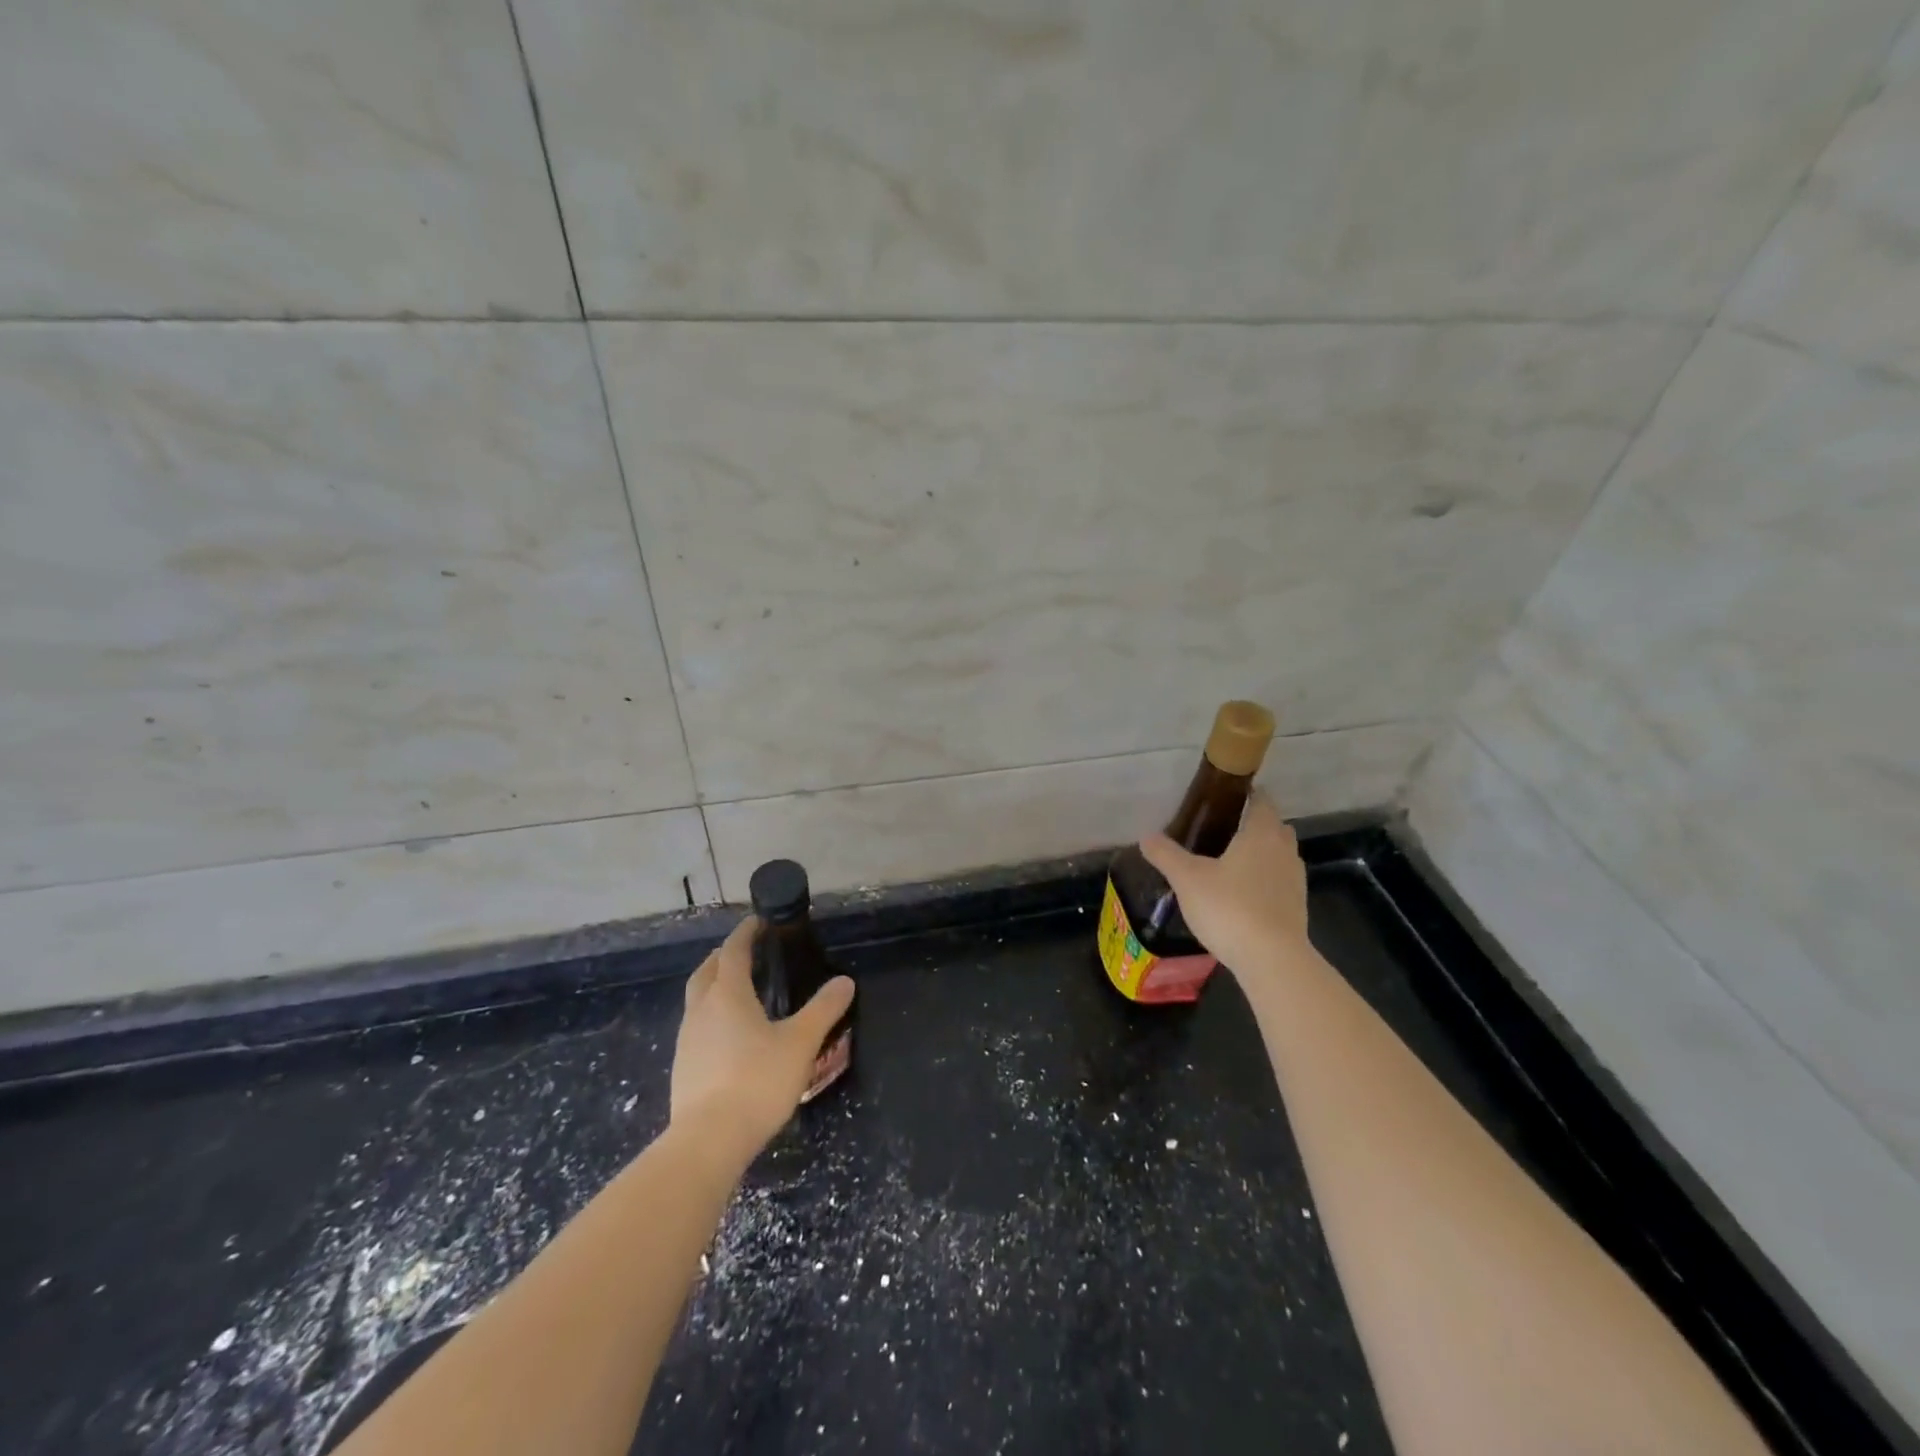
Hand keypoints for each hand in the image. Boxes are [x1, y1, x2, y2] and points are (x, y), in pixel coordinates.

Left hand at [670, 916, 855, 1152]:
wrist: (708, 1142)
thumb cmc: (757, 1081)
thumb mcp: (800, 1043)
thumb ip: (823, 1010)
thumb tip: (844, 981)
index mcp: (727, 994)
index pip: (734, 951)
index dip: (746, 933)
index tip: (758, 921)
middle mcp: (701, 1010)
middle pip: (707, 971)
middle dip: (724, 956)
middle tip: (746, 952)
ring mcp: (687, 1040)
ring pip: (697, 1000)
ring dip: (714, 987)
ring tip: (739, 993)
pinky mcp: (683, 1068)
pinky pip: (696, 1028)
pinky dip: (711, 1017)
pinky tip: (729, 1037)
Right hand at [1140, 792, 1310, 981]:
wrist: (1272, 959)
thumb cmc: (1229, 907)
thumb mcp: (1187, 878)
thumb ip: (1166, 855)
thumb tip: (1146, 836)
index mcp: (1261, 833)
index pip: (1262, 801)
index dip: (1246, 796)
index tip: (1224, 799)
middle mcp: (1284, 850)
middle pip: (1274, 827)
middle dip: (1253, 826)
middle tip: (1222, 832)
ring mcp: (1295, 880)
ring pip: (1279, 856)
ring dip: (1261, 855)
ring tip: (1229, 865)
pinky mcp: (1298, 908)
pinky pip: (1280, 883)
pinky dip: (1264, 882)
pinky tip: (1241, 897)